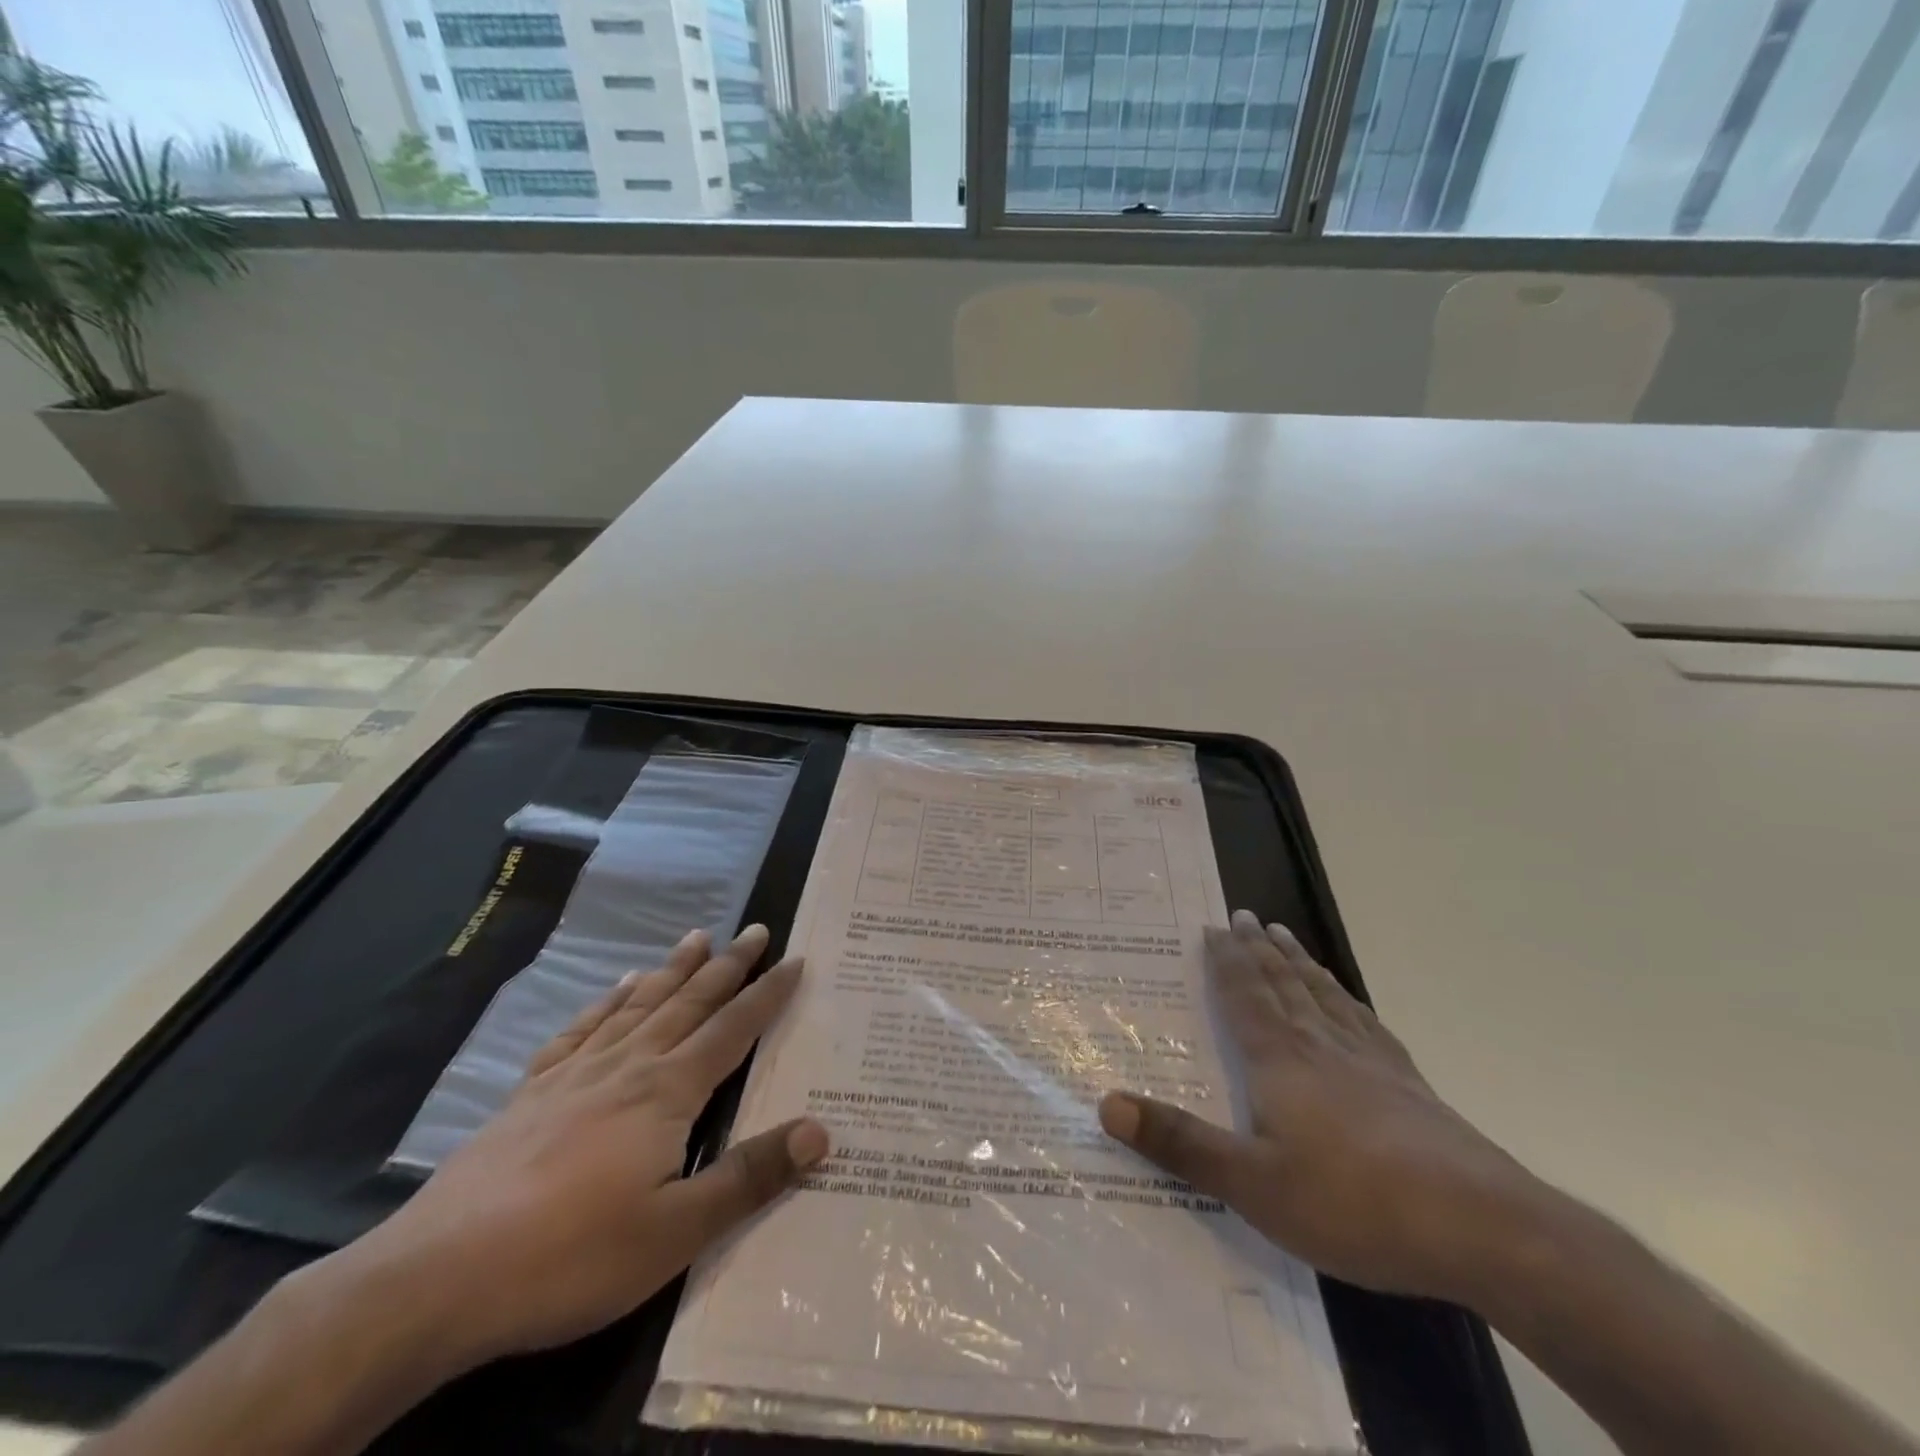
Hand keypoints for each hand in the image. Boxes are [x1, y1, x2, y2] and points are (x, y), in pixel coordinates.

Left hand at [319, 923, 826, 1375]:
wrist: (437, 1277)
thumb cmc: (571, 1256)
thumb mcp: (676, 1232)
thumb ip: (749, 1178)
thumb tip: (820, 1131)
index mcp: (668, 1092)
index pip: (733, 1029)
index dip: (768, 994)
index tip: (795, 960)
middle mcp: (628, 1065)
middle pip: (690, 1002)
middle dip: (728, 966)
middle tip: (755, 929)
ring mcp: (575, 1073)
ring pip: (639, 1004)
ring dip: (673, 969)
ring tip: (697, 937)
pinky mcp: (532, 1092)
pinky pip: (581, 1029)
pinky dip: (606, 1001)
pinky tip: (616, 987)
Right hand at [1099, 910, 1537, 1303]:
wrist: (1484, 1228)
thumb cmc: (1354, 1203)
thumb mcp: (1252, 1184)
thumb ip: (1180, 1143)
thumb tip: (1106, 1102)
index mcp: (1281, 1060)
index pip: (1245, 996)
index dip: (1226, 961)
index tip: (1214, 926)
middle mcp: (1322, 1046)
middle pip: (1283, 983)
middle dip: (1258, 949)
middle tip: (1243, 915)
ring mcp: (1371, 1062)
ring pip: (1323, 995)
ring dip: (1298, 961)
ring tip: (1284, 934)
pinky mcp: (1409, 1085)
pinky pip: (1364, 1022)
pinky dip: (1345, 998)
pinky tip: (1347, 1000)